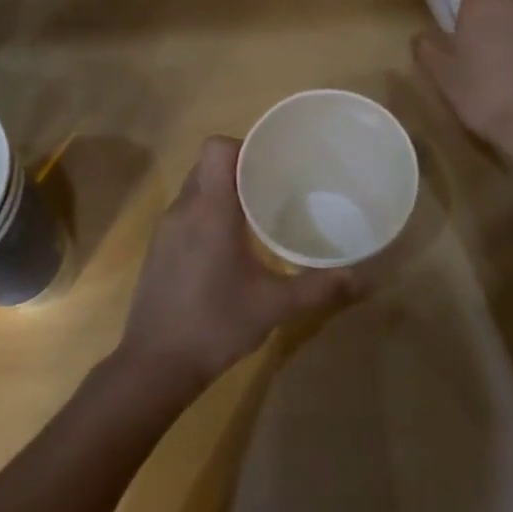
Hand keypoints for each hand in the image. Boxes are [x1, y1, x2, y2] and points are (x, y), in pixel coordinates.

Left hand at [118, 137, 357, 395]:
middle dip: (240, 167)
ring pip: (195, 186)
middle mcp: (184, 209)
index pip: (217, 148)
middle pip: (207, 163)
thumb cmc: (215, 325)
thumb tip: (357, 276)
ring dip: (223, 190)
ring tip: (256, 211)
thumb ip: (317, 287)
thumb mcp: (273, 306)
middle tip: (274, 185)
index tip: (272, 163)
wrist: (155, 365)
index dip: (244, 146)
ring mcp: (166, 228)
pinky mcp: (159, 247)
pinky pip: (186, 210)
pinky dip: (207, 211)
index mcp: (210, 211)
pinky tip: (230, 243)